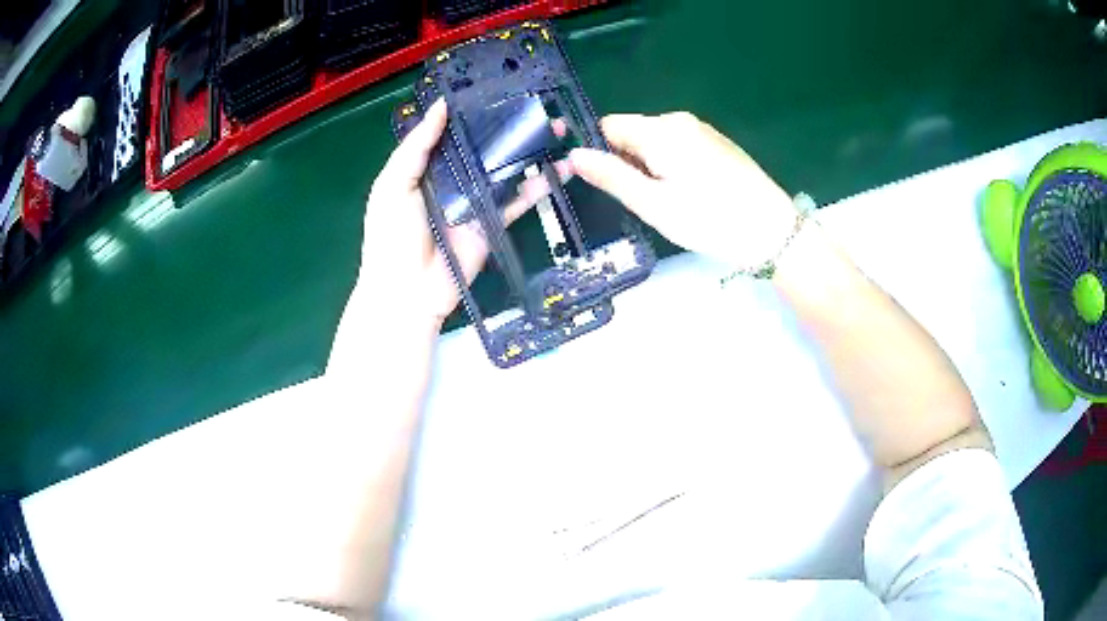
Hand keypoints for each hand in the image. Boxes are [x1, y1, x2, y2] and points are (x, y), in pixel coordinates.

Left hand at [335, 100, 566, 351]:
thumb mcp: (393, 185)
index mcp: (425, 167)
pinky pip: (516, 201)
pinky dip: (538, 187)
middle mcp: (452, 179)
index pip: (454, 134)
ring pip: (505, 170)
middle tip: (539, 108)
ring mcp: (474, 202)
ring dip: (530, 152)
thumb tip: (441, 107)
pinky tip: (560, 170)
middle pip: (484, 148)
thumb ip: (415, 147)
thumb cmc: (391, 235)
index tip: (501, 92)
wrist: (407, 291)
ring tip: (557, 131)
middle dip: (510, 129)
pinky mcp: (491, 223)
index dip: (475, 114)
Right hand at [569, 112, 797, 269]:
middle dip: (628, 162)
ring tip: (669, 203)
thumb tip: (573, 156)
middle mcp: (680, 121)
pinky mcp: (719, 145)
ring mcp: (703, 131)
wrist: (774, 232)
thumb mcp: (653, 204)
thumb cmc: (711, 220)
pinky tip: (691, 195)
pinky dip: (673, 167)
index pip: (608, 126)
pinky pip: (680, 148)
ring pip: (657, 143)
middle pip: (634, 133)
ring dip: (651, 168)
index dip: (598, 151)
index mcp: (660, 130)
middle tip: (643, 202)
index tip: (605, 183)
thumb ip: (611, 177)